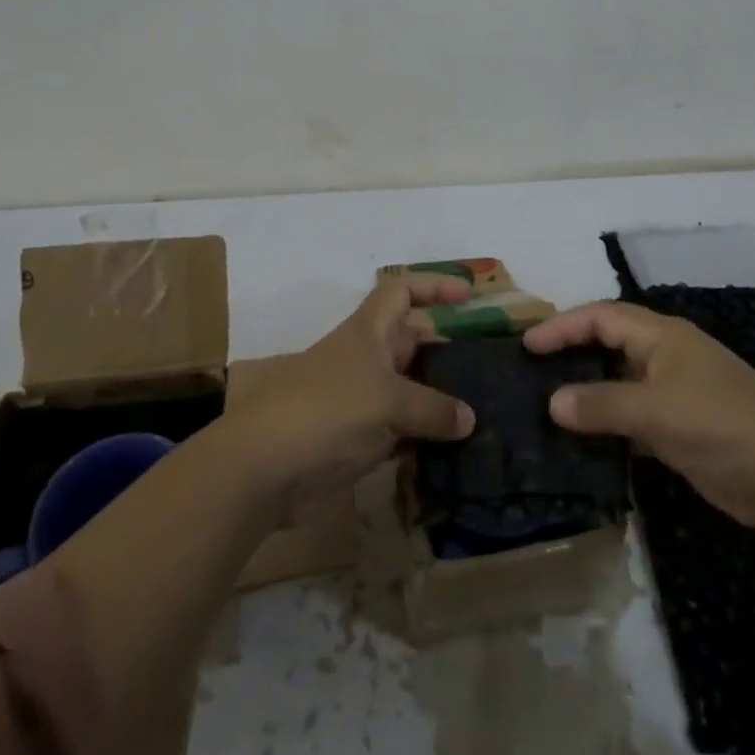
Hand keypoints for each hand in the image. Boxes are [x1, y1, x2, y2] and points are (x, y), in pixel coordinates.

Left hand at [223, 273, 476, 523]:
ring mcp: (362, 401)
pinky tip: (456, 453)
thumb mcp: (388, 401)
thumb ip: (433, 408)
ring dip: (440, 401)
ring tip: (484, 413)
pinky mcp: (358, 441)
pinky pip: (401, 432)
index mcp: (368, 332)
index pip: (401, 292)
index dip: (433, 286)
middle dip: (447, 350)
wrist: (264, 469)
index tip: (468, 295)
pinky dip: (425, 440)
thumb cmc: (327, 411)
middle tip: (489, 367)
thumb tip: (469, 419)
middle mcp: (366, 360)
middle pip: (413, 343)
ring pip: (410, 390)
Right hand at [524, 300, 754, 526]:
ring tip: (549, 405)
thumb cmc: (718, 425)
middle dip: (572, 352)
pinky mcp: (681, 426)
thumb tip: (552, 403)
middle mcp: (666, 355)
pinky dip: (608, 422)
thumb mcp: (655, 411)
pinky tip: (584, 440)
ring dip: (589, 390)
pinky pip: (633, 414)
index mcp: (662, 335)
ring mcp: (676, 391)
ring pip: (620, 381)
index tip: (527, 346)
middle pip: (610, 343)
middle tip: (532, 370)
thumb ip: (601, 404)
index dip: (563, 327)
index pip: (601, 317)